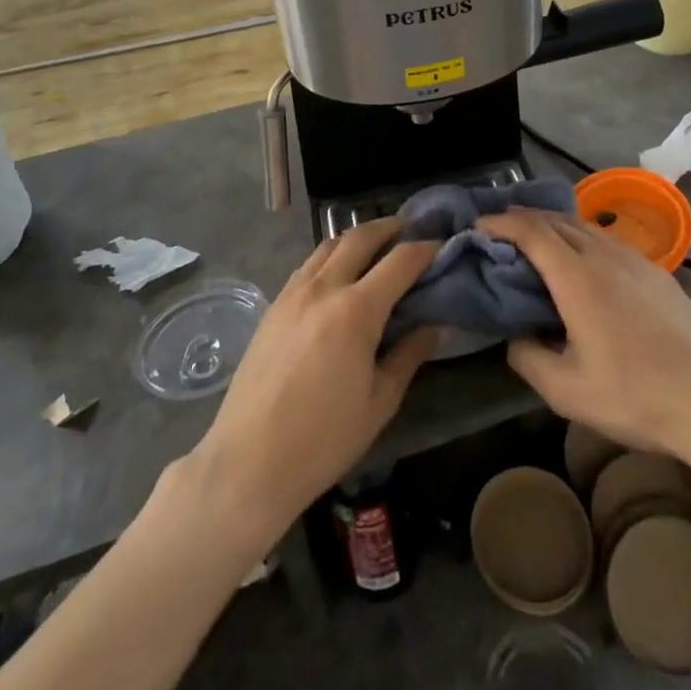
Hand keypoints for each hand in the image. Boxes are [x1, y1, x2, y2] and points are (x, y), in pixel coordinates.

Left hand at [183, 221, 438, 552]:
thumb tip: (433, 325)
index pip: (399, 261)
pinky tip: (338, 274)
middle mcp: (323, 288)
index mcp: (355, 310)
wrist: (249, 461)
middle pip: (359, 237)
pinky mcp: (273, 306)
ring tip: (376, 246)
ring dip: (356, 236)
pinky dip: (330, 256)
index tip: (441, 245)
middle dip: (389, 227)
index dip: (425, 249)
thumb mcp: (379, 402)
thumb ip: (409, 355)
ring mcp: (293, 294)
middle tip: (409, 229)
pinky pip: (308, 265)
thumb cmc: (323, 439)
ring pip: (329, 245)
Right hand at [483, 210, 690, 463]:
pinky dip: (580, 238)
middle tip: (498, 230)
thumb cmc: (636, 396)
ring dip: (553, 225)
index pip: (530, 231)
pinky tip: (583, 263)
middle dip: (522, 217)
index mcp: (577, 277)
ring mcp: (635, 259)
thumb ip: (528, 358)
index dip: (500, 222)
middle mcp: (604, 254)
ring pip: (583, 226)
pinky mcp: (657, 272)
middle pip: (555, 219)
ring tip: (535, 241)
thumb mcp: (567, 392)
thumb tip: (515, 336)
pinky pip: (607, 240)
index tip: (477, 225)